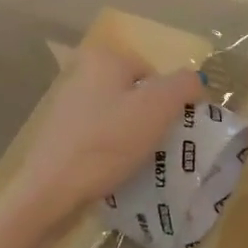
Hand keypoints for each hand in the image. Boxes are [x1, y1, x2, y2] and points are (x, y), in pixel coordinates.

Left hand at [7, 44, 203, 228]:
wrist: (51, 189)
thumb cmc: (107, 142)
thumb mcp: (158, 108)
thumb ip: (184, 86)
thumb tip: (196, 82)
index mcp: (105, 58)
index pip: (155, 74)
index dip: (170, 103)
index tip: (169, 131)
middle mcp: (82, 72)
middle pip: (136, 95)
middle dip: (150, 121)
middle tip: (156, 147)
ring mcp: (68, 104)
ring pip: (119, 117)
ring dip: (132, 138)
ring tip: (137, 162)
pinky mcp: (60, 133)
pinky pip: (100, 136)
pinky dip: (111, 150)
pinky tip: (114, 170)